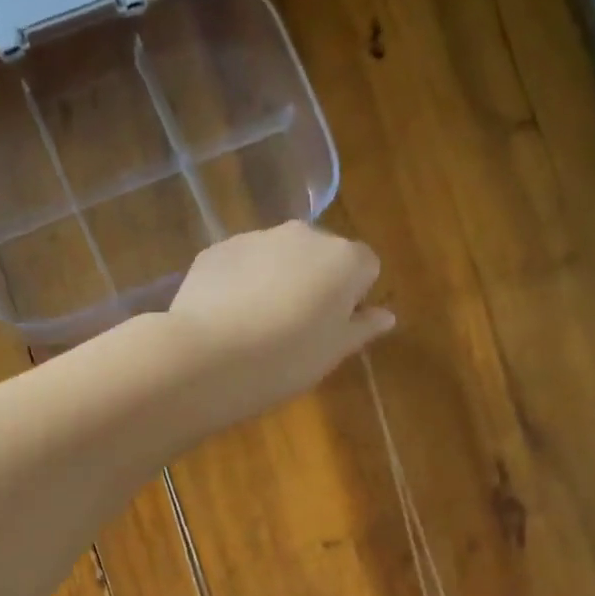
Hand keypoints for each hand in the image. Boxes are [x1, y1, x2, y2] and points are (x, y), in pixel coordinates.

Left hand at [166, 223, 393, 424]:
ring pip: (278, 256)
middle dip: (315, 281)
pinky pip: (241, 263)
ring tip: (256, 325)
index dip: (353, 297)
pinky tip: (226, 318)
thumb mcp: (332, 352)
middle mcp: (304, 235)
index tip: (333, 327)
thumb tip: (385, 316)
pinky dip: (240, 282)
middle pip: (321, 255)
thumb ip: (362, 328)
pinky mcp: (218, 249)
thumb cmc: (286, 360)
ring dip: (276, 279)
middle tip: (296, 328)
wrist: (208, 357)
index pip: (366, 267)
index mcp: (344, 259)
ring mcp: (257, 237)